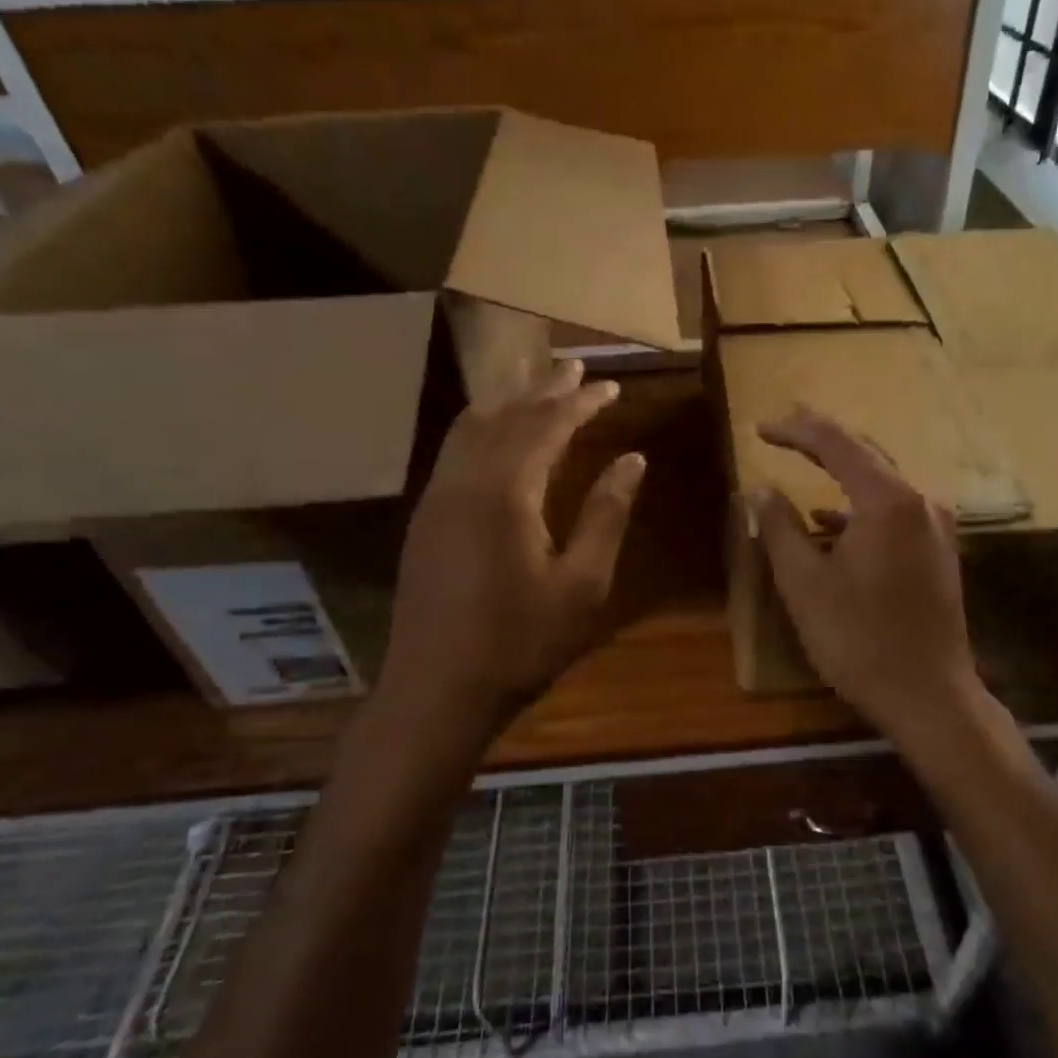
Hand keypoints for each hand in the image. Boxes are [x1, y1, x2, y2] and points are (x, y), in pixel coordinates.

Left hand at [377, 358, 645, 735]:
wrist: (437, 691)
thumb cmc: (519, 643)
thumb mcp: (581, 584)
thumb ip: (606, 515)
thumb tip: (632, 459)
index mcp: (505, 492)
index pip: (547, 426)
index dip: (581, 403)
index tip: (611, 386)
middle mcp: (464, 480)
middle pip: (506, 416)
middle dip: (544, 389)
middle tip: (575, 366)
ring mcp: (436, 497)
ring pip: (472, 427)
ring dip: (508, 400)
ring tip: (536, 380)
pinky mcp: (426, 517)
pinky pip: (455, 450)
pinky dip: (482, 426)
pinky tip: (495, 432)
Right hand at [753, 407, 984, 742]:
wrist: (929, 696)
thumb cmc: (858, 640)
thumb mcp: (804, 583)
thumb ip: (779, 528)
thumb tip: (760, 490)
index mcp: (888, 501)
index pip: (836, 445)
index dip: (796, 431)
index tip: (761, 429)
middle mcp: (920, 502)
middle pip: (867, 454)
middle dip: (823, 440)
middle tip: (784, 428)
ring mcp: (936, 528)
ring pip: (883, 483)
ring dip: (843, 472)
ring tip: (805, 463)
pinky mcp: (939, 553)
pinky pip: (895, 512)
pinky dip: (860, 508)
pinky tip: (831, 523)